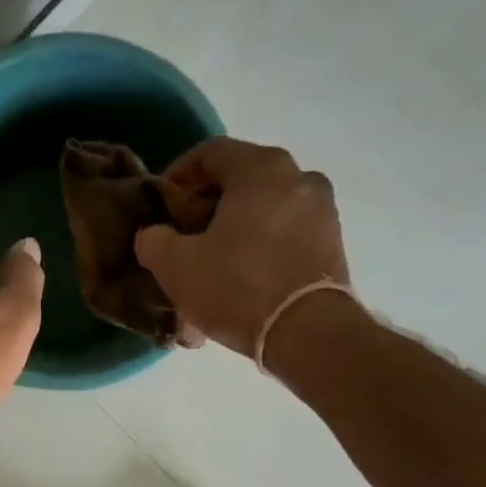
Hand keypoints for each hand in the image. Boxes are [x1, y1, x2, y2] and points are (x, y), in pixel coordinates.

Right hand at [135, 138, 349, 354]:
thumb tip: (153, 234)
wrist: (307, 333)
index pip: (210, 153)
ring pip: (263, 213)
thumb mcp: (175, 266)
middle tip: (184, 240)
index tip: (162, 207)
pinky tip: (240, 284)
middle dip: (206, 209)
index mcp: (261, 168)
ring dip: (233, 233)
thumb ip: (154, 240)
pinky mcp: (332, 245)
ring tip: (211, 269)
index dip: (178, 176)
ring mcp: (322, 212)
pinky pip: (284, 238)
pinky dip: (259, 252)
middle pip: (240, 183)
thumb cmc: (237, 287)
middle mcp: (298, 178)